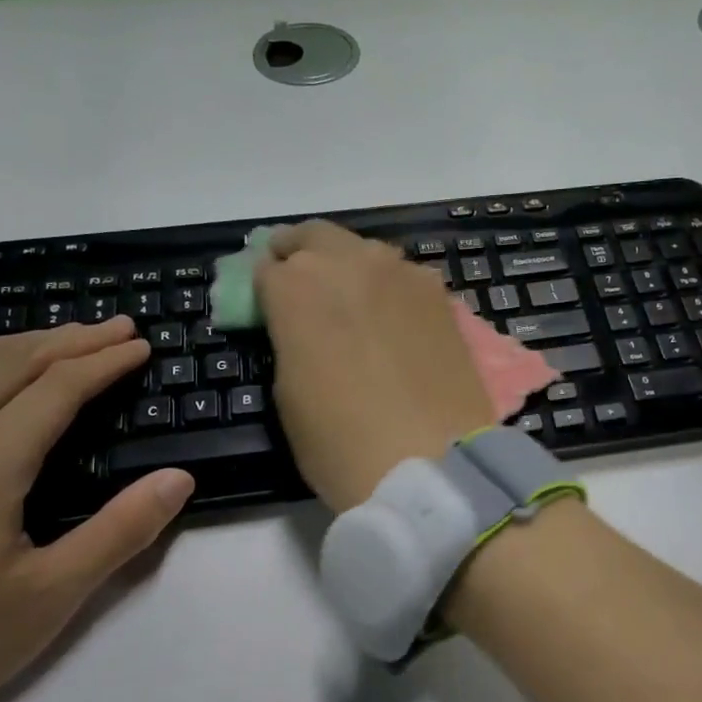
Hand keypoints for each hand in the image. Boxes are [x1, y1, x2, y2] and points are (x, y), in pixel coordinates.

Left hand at [0, 317, 194, 701]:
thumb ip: (122, 530)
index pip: (57, 388)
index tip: (142, 346)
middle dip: (71, 339)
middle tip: (118, 328)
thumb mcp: (53, 596)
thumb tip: (179, 478)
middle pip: (10, 362)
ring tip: (61, 341)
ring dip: (17, 345)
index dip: (105, 362)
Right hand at [254, 220, 493, 511]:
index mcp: (296, 286)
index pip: (264, 268)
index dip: (262, 288)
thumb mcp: (288, 393)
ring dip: (346, 265)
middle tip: (300, 285)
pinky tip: (392, 318)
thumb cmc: (342, 442)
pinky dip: (388, 286)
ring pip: (362, 250)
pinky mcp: (439, 294)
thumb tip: (296, 324)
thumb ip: (288, 339)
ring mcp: (400, 273)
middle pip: (313, 238)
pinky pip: (402, 275)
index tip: (266, 306)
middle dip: (299, 255)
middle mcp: (348, 262)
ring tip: (349, 303)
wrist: (432, 463)